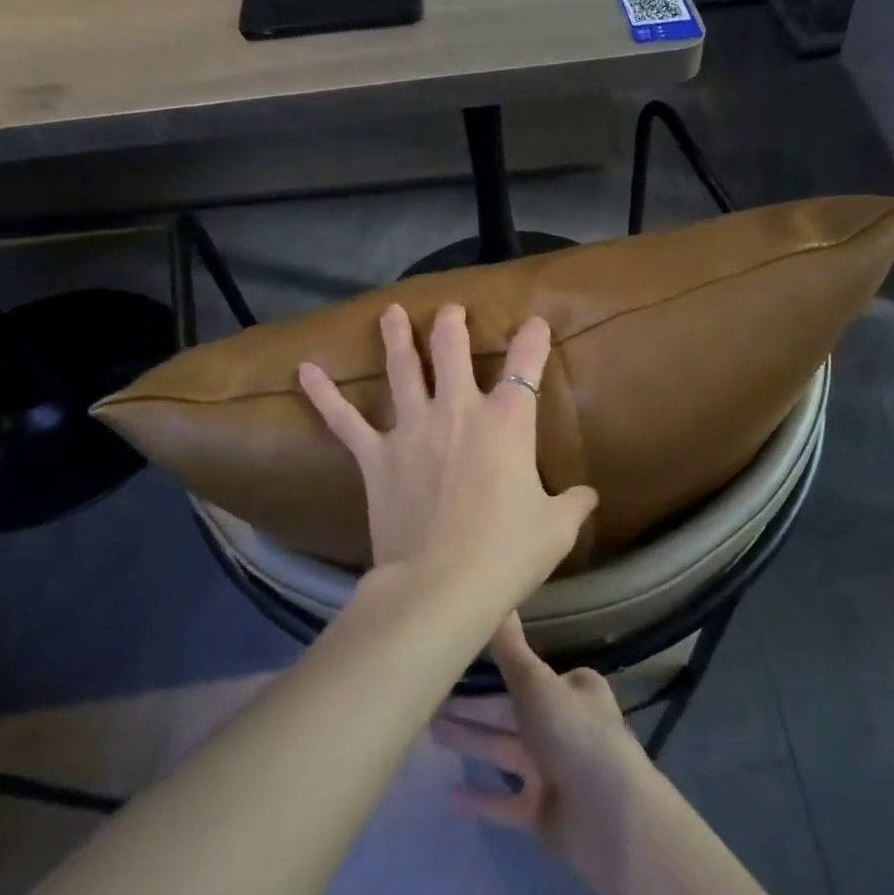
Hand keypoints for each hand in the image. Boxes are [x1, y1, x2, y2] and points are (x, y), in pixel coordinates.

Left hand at [298, 303, 597, 600]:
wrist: (443, 584)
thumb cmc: (508, 552)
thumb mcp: (556, 528)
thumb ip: (574, 504)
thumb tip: (589, 496)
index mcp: (508, 423)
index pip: (526, 365)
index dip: (533, 339)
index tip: (535, 322)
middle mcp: (459, 413)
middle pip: (453, 352)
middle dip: (452, 326)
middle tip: (450, 310)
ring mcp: (413, 430)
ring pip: (403, 370)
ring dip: (397, 339)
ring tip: (390, 313)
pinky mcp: (376, 457)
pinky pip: (344, 420)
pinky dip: (324, 395)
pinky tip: (304, 370)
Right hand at [431, 614, 652, 873]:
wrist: (606, 816)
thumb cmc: (572, 734)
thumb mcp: (535, 683)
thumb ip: (510, 649)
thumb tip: (499, 599)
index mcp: (573, 690)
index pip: (528, 676)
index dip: (494, 673)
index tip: (457, 668)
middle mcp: (566, 726)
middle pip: (511, 713)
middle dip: (474, 709)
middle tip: (430, 703)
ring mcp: (555, 771)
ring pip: (505, 751)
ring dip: (472, 742)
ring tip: (431, 733)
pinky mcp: (544, 811)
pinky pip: (505, 801)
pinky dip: (480, 797)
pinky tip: (448, 795)